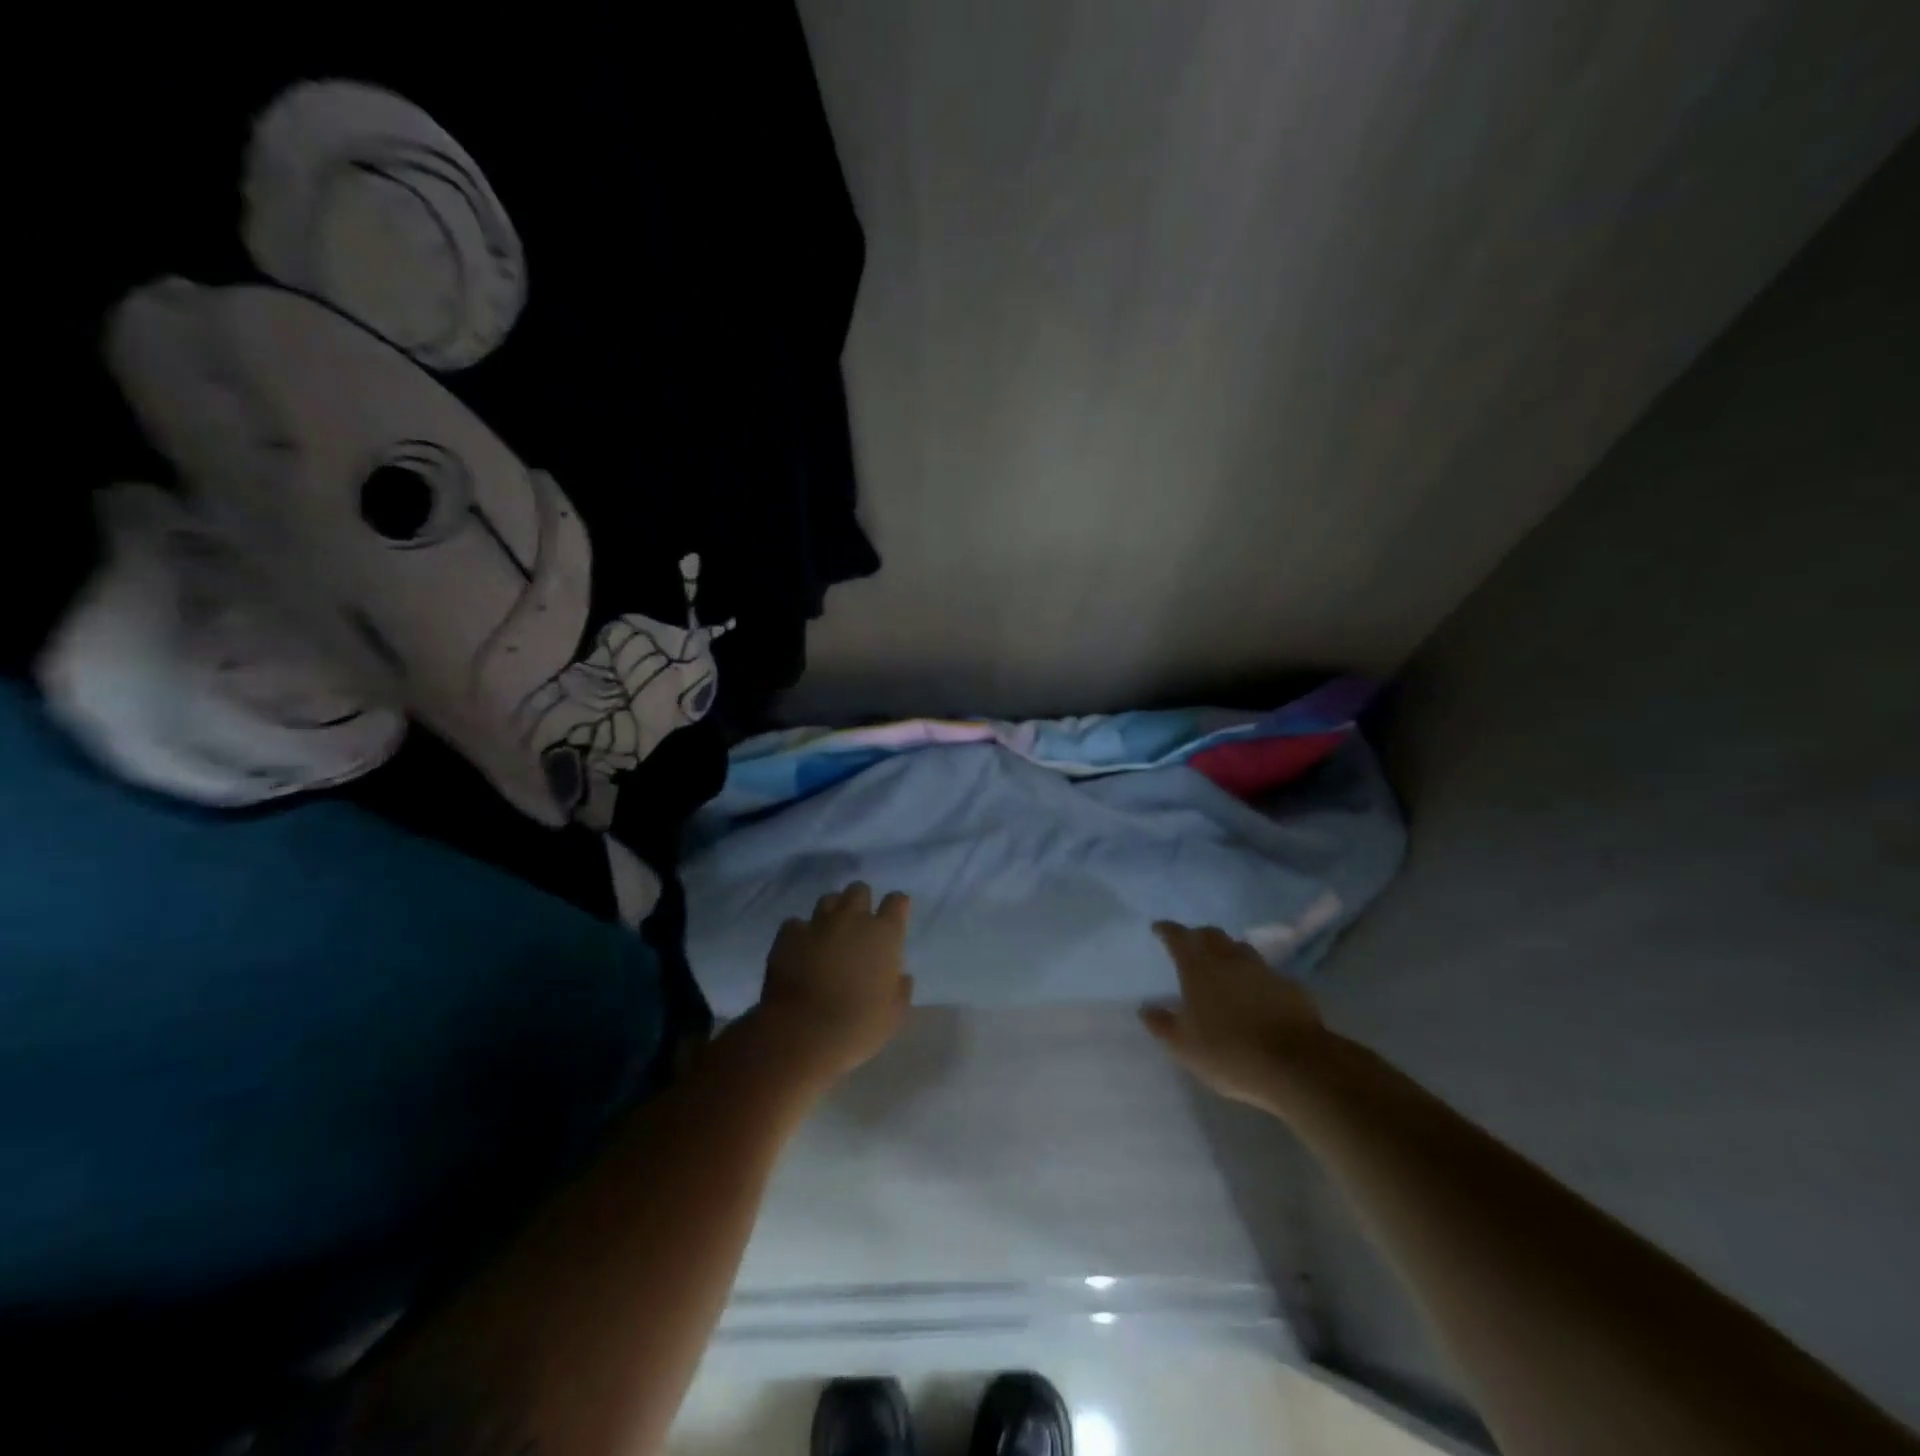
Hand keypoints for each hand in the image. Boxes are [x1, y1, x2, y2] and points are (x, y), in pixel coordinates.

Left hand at [755, 882, 913, 1088]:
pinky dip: (800, 933)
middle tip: (859, 925)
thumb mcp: (894, 1014)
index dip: (896, 906)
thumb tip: (900, 976)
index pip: (897, 901)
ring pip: (828, 900)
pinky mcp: (788, 935)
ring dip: (832, 912)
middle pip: (859, 890)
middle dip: (861, 902)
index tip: (894, 917)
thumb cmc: (858, 1026)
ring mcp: (818, 924)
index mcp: (884, 934)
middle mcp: (852, 919)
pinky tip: (799, 949)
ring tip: (829, 933)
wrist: (802, 1034)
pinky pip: (795, 923)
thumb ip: (900, 988)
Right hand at [1140, 922, 1334, 1107]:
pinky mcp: (1290, 986)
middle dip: (1197, 936)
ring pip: (1240, 949)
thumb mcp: (1184, 1046)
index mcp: (1198, 967)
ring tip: (1222, 966)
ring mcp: (1263, 969)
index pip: (1178, 936)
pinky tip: (1255, 992)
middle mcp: (1229, 959)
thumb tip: (1145, 1008)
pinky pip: (1266, 972)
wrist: (1296, 1065)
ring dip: (1227, 952)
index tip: (1158, 928)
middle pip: (1211, 934)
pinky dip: (1254, 976)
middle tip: (1190, 947)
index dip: (1166, 929)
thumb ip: (1162, 1024)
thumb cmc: (1229, 1052)